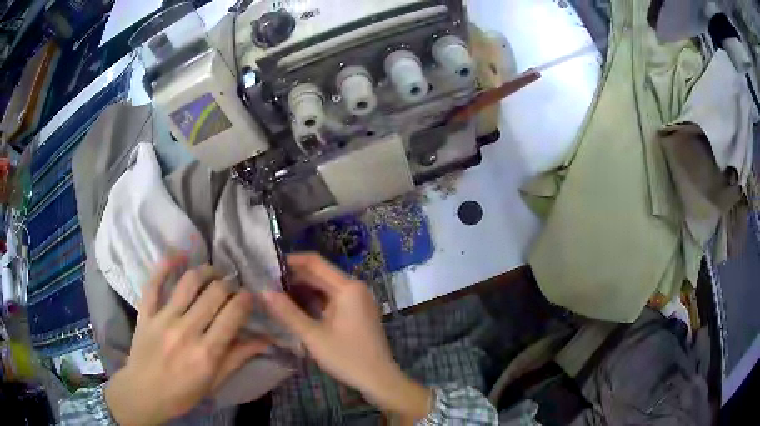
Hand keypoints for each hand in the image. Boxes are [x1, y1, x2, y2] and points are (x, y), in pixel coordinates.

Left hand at [105, 257, 268, 425]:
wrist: (144, 393)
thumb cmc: (183, 394)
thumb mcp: (215, 382)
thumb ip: (238, 358)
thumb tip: (265, 339)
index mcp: (207, 353)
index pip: (233, 314)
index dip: (246, 300)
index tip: (249, 297)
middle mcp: (187, 331)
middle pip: (214, 293)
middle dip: (229, 284)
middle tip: (232, 286)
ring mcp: (163, 319)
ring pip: (188, 282)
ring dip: (206, 271)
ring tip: (214, 272)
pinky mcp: (146, 313)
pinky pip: (154, 283)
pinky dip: (165, 265)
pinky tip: (179, 255)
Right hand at [262, 253, 430, 421]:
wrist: (378, 379)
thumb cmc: (346, 357)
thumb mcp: (313, 336)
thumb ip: (287, 312)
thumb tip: (263, 291)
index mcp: (347, 287)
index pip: (314, 262)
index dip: (290, 261)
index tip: (267, 265)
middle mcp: (355, 288)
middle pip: (320, 274)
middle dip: (294, 277)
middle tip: (266, 282)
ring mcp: (358, 300)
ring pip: (325, 287)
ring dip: (302, 289)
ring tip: (275, 293)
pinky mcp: (357, 312)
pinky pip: (332, 299)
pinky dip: (314, 301)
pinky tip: (295, 307)